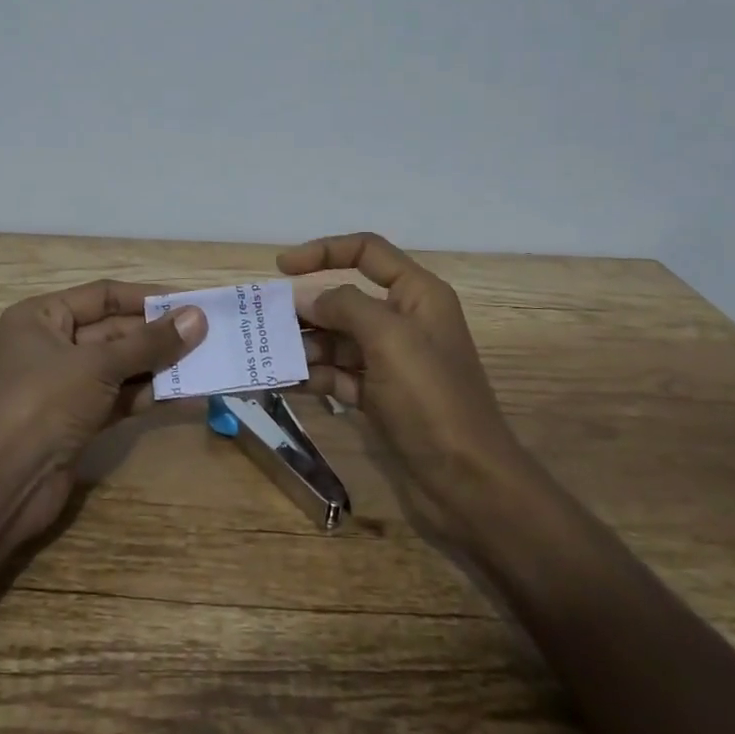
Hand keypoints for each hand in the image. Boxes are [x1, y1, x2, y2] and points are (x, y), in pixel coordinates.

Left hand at [0, 280, 206, 542]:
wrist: (4, 484)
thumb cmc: (44, 403)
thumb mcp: (98, 365)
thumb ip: (150, 342)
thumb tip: (197, 318)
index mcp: (42, 317)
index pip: (102, 295)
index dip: (146, 298)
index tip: (189, 302)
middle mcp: (52, 345)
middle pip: (114, 331)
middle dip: (158, 334)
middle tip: (208, 334)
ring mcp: (66, 385)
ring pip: (121, 366)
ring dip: (160, 365)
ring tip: (207, 361)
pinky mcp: (79, 420)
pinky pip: (121, 397)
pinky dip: (149, 395)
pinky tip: (187, 394)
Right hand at [280, 232, 522, 537]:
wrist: (468, 482)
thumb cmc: (432, 398)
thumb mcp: (389, 339)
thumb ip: (344, 306)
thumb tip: (306, 297)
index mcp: (417, 295)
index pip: (367, 252)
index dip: (324, 251)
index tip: (282, 267)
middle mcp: (404, 321)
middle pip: (345, 299)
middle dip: (306, 309)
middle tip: (265, 323)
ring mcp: (391, 361)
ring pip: (337, 339)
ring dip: (304, 345)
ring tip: (272, 358)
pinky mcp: (379, 396)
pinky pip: (337, 375)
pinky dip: (312, 376)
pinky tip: (282, 382)